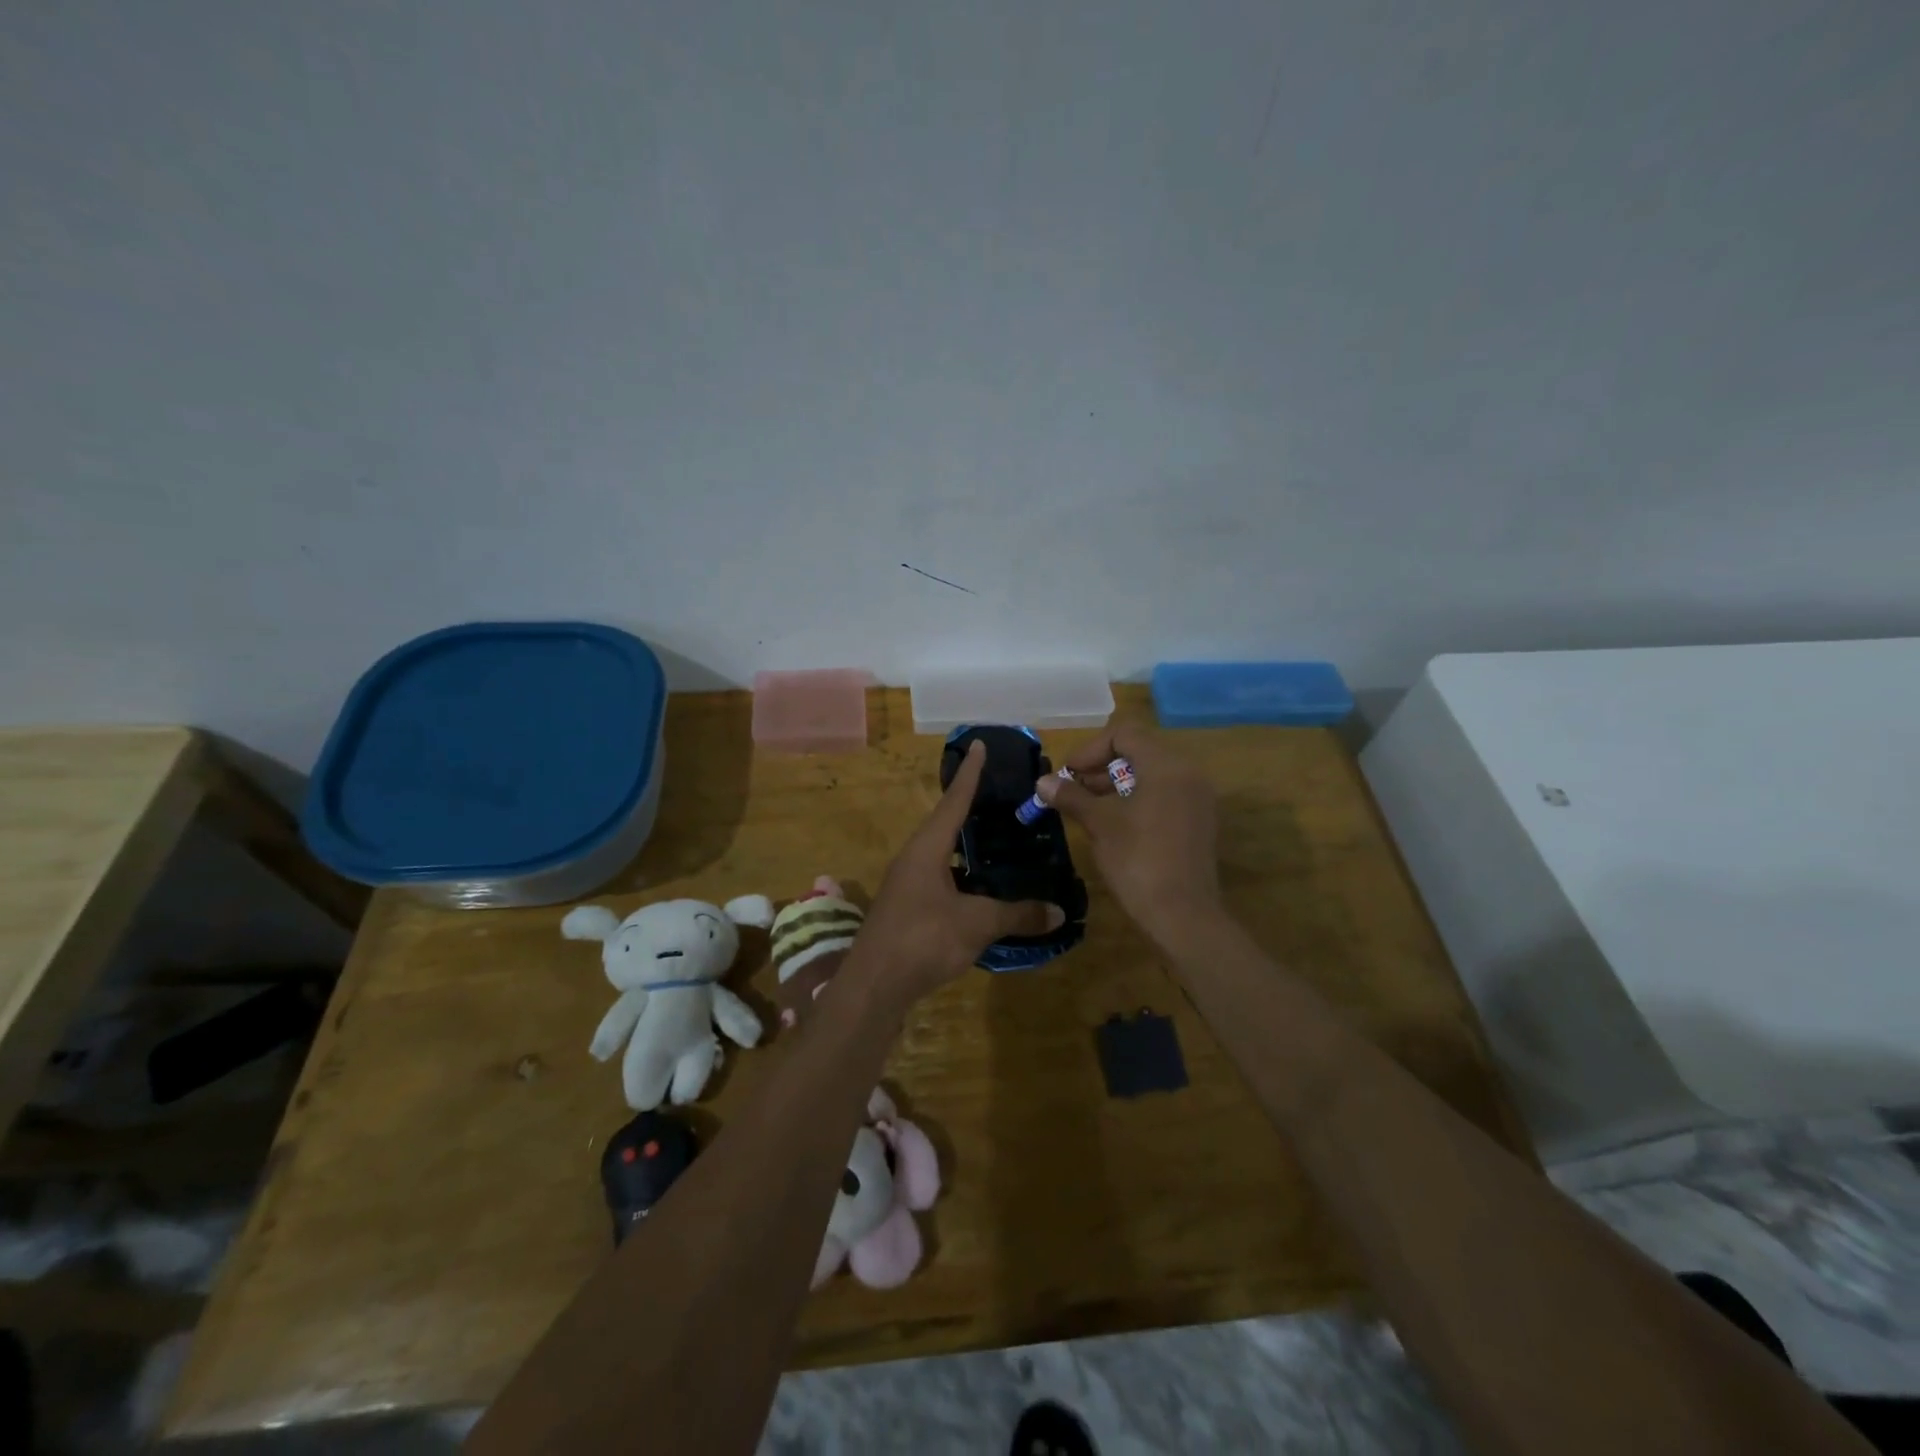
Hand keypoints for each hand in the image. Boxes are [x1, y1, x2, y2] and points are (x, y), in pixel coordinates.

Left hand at [852, 741, 1063, 1007]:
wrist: (873, 986)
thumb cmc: (923, 939)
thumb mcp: (977, 924)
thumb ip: (1017, 914)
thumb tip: (1058, 912)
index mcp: (926, 848)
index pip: (954, 800)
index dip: (971, 773)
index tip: (980, 745)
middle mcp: (912, 858)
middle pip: (944, 823)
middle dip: (970, 807)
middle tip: (998, 793)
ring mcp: (906, 885)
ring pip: (941, 854)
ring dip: (965, 845)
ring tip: (995, 838)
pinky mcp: (906, 910)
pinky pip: (939, 879)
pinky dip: (962, 876)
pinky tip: (980, 889)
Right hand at [1037, 724, 1220, 943]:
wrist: (1183, 916)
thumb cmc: (1138, 861)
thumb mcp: (1100, 825)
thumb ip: (1071, 797)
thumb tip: (1043, 782)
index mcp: (1166, 766)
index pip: (1124, 734)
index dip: (1090, 749)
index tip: (1068, 775)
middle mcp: (1188, 774)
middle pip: (1139, 751)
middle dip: (1101, 767)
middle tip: (1073, 790)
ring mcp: (1197, 799)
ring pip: (1151, 775)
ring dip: (1116, 784)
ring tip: (1088, 808)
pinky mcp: (1198, 822)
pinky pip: (1164, 795)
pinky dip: (1137, 799)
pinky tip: (1115, 824)